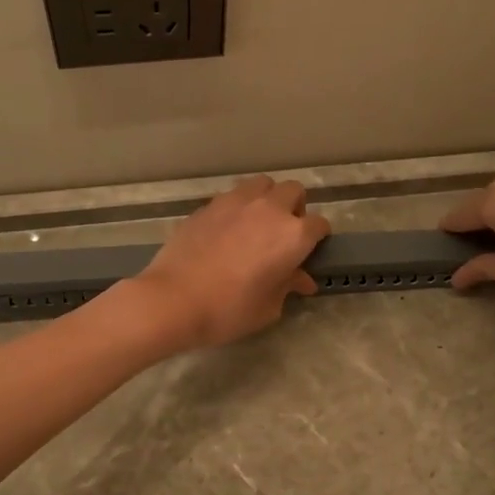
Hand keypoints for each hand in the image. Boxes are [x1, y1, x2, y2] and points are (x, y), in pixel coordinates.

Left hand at [131, 177, 330, 348]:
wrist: (174, 299)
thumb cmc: (229, 310)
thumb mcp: (268, 307)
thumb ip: (287, 286)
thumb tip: (301, 279)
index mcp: (293, 235)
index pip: (319, 225)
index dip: (317, 239)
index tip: (308, 253)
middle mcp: (269, 209)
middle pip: (293, 192)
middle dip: (295, 208)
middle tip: (283, 234)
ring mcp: (236, 202)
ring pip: (262, 185)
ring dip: (266, 199)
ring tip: (256, 224)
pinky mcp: (208, 205)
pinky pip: (232, 197)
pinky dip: (237, 208)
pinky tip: (227, 231)